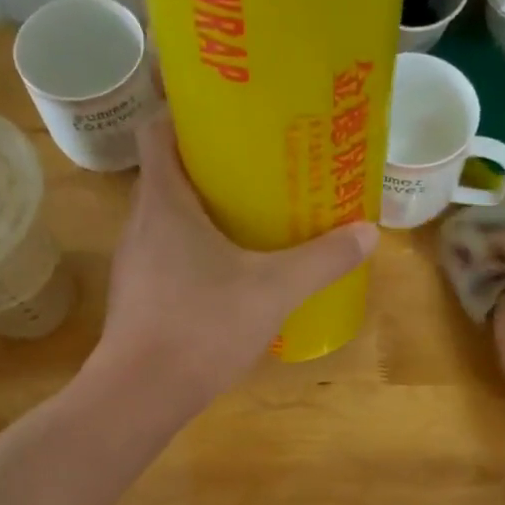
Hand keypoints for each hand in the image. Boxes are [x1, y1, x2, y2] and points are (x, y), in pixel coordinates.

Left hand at [91, 119, 378, 416]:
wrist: (141, 393)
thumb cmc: (202, 325)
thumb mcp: (274, 290)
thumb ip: (322, 260)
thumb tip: (368, 233)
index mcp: (165, 200)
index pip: (158, 128)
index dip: (188, 112)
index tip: (229, 114)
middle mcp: (140, 221)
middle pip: (169, 172)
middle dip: (211, 164)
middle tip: (259, 166)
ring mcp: (135, 261)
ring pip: (168, 217)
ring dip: (204, 211)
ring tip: (251, 216)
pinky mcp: (138, 295)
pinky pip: (167, 254)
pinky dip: (195, 250)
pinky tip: (230, 272)